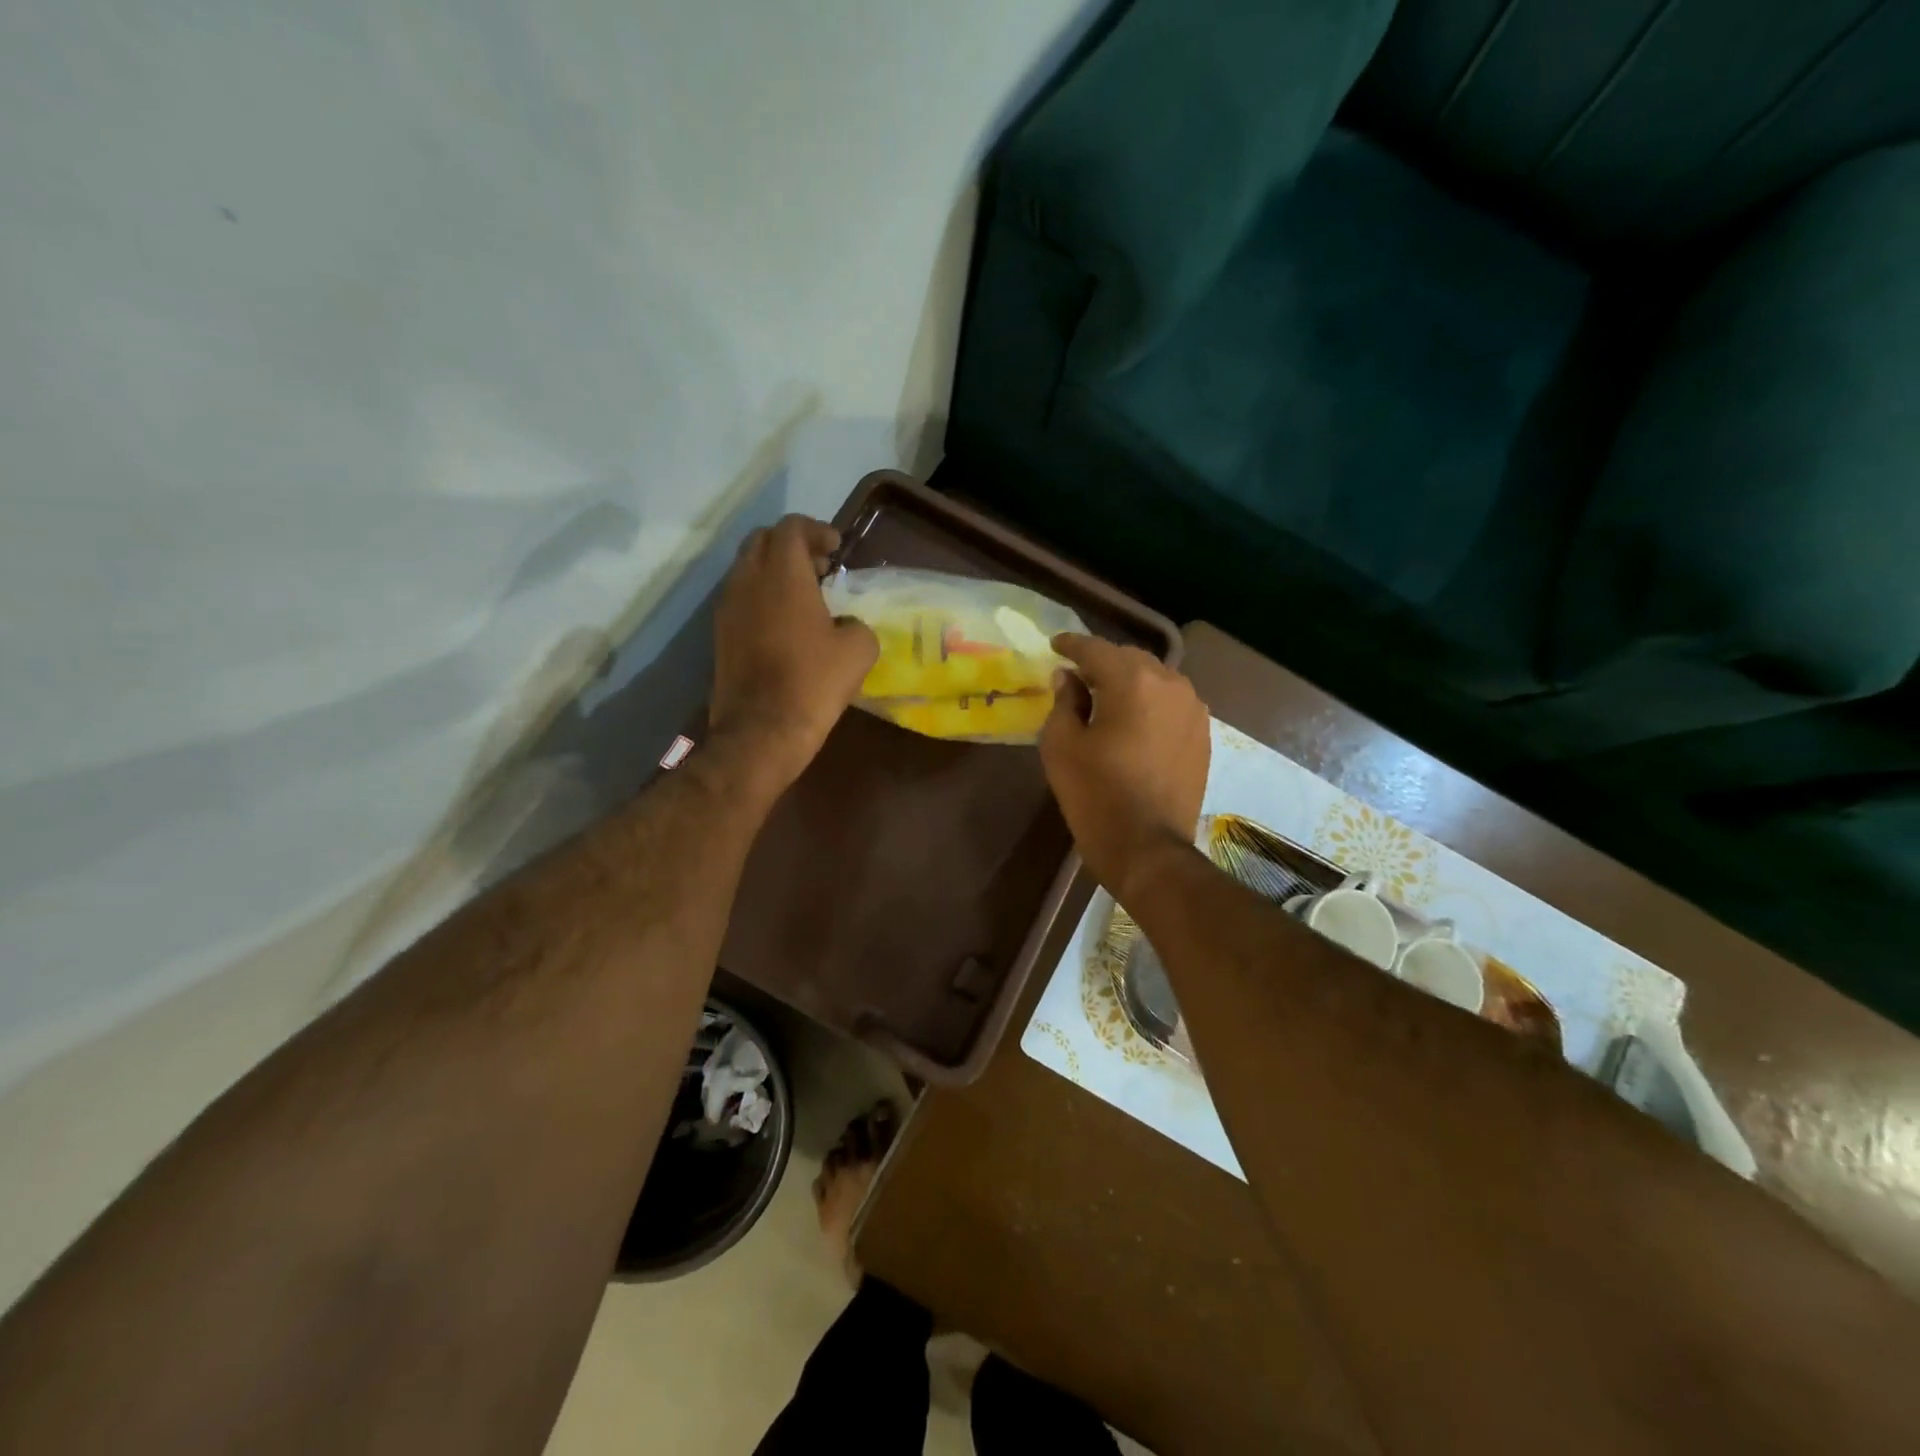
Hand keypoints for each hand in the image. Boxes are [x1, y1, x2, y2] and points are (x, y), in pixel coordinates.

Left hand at [709, 516, 877, 791]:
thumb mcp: (858, 651)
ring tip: (805, 595)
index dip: (816, 530)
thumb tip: (846, 625)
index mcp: (782, 575)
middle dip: (792, 545)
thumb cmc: (813, 683)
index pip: (791, 527)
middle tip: (820, 566)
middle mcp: (747, 581)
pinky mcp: (720, 634)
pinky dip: (763, 596)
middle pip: (763, 541)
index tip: (836, 547)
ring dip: (775, 571)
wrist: (761, 731)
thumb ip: (857, 624)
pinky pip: (741, 597)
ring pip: (748, 569)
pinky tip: (786, 623)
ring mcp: (727, 608)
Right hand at [1040, 634, 1210, 899]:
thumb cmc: (1096, 796)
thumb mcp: (1061, 746)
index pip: (1095, 649)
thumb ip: (1063, 701)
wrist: (1148, 848)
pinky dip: (1150, 703)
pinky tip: (1135, 721)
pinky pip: (1172, 703)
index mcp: (1132, 681)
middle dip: (1102, 663)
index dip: (1071, 645)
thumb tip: (1069, 678)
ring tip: (1107, 698)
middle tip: (1077, 676)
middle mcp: (1170, 684)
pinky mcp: (1202, 734)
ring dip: (1129, 682)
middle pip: (1129, 659)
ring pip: (1155, 679)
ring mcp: (1193, 709)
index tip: (1055, 645)